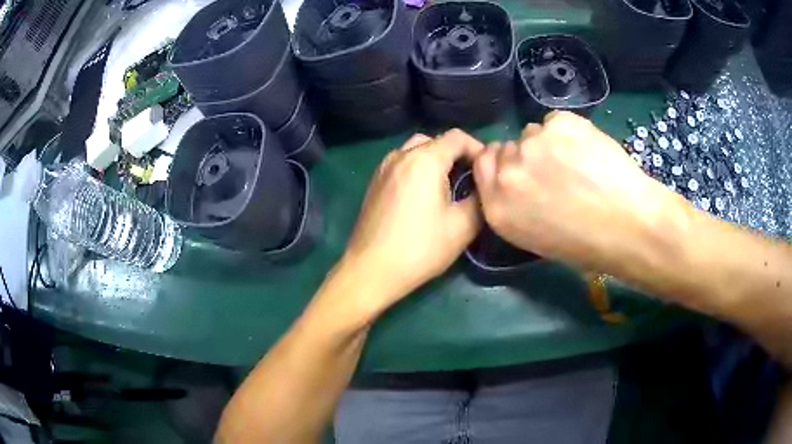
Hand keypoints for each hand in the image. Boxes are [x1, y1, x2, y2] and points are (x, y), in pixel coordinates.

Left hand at [340, 130, 484, 309]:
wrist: (371, 270)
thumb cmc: (420, 248)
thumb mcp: (462, 226)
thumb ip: (480, 199)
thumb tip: (483, 187)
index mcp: (424, 160)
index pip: (457, 137)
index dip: (477, 148)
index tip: (487, 171)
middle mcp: (401, 155)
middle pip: (436, 141)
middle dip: (457, 154)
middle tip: (470, 179)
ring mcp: (383, 168)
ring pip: (416, 150)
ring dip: (436, 161)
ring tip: (448, 186)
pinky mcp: (374, 182)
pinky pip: (402, 163)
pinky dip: (418, 169)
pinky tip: (423, 195)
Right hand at [473, 111, 684, 271]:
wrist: (630, 226)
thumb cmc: (587, 244)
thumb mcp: (535, 237)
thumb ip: (514, 204)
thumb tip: (519, 178)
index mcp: (498, 208)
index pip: (482, 164)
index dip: (502, 163)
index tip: (522, 170)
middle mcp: (507, 173)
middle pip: (506, 146)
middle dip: (525, 155)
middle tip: (555, 170)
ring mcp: (533, 144)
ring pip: (533, 132)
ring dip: (549, 144)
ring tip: (578, 163)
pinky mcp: (559, 123)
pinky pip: (556, 121)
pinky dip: (569, 132)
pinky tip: (589, 151)